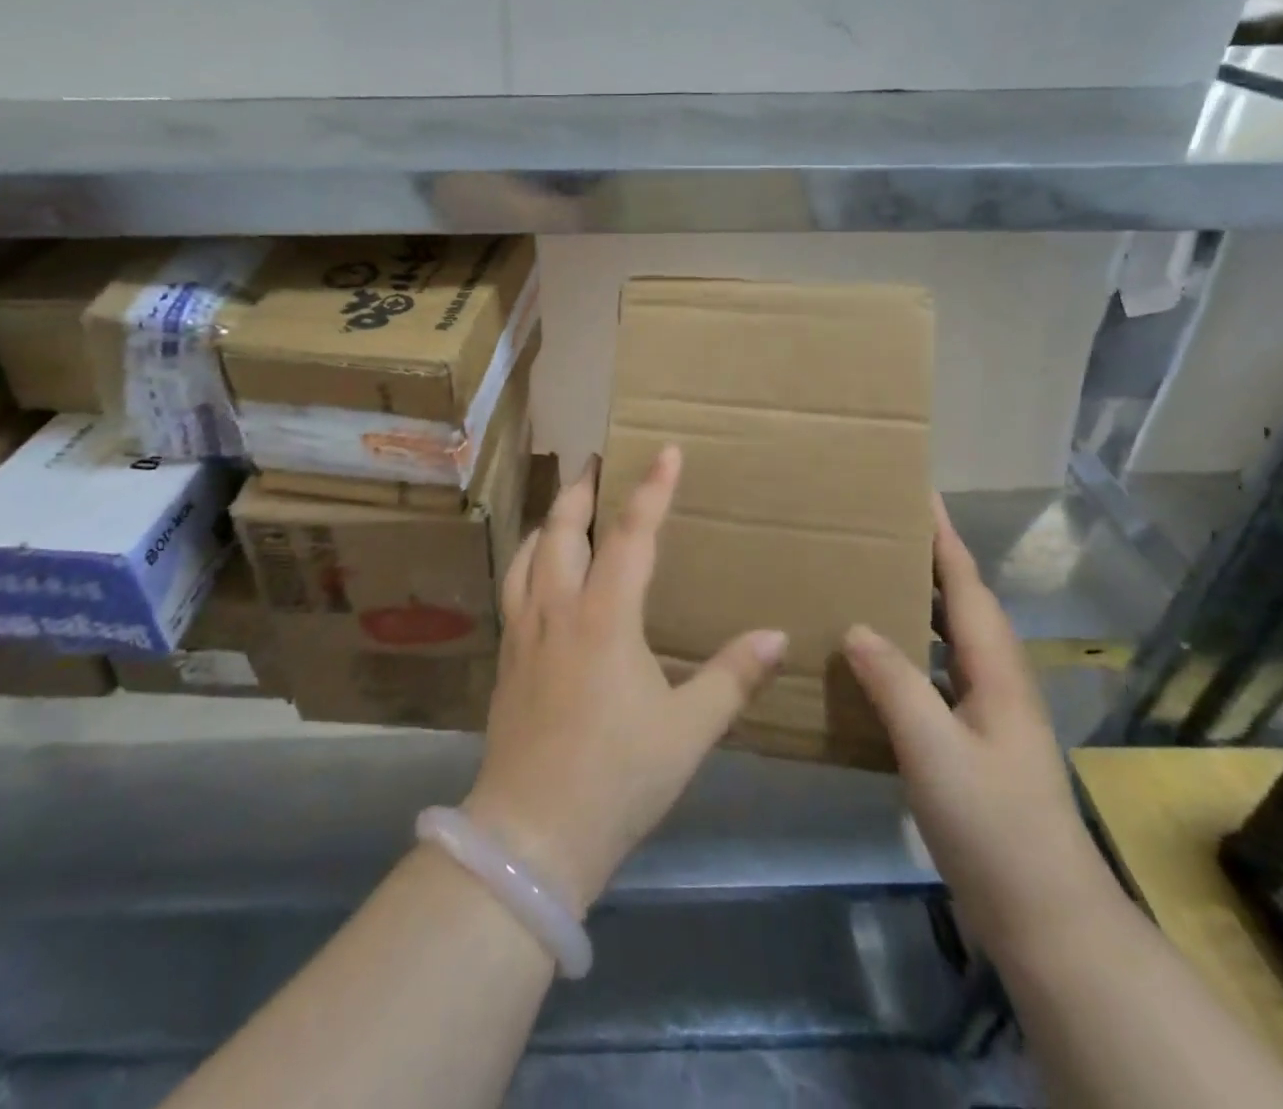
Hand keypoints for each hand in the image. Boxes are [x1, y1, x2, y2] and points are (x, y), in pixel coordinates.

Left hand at [463, 445, 787, 911]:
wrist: (532, 831)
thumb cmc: (618, 777)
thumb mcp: (688, 730)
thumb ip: (732, 678)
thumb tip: (775, 636)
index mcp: (605, 618)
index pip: (631, 535)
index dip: (652, 490)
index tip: (666, 451)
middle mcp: (558, 609)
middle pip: (562, 529)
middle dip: (580, 490)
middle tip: (595, 462)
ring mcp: (524, 630)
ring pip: (528, 553)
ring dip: (548, 520)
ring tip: (564, 506)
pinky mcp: (507, 655)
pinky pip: (513, 585)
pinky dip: (527, 558)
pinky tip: (536, 571)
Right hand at [841, 497, 1120, 962]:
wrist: (1045, 916)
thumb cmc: (993, 825)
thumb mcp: (934, 751)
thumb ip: (895, 684)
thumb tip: (855, 627)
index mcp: (995, 671)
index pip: (966, 586)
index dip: (943, 538)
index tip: (920, 492)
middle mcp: (997, 681)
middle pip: (962, 603)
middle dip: (931, 559)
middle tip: (884, 528)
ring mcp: (988, 713)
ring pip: (950, 638)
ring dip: (920, 600)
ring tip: (873, 577)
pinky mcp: (974, 741)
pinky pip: (936, 672)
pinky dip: (910, 647)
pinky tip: (876, 658)